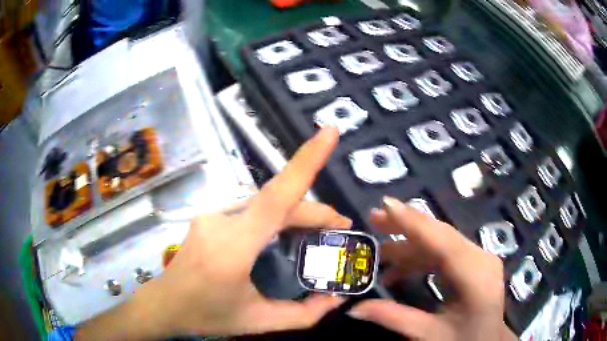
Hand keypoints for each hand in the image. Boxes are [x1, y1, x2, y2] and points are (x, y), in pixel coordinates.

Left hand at [76, 127, 350, 339]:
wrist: (163, 305)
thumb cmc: (206, 315)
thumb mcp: (258, 321)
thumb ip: (304, 315)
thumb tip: (338, 299)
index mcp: (233, 248)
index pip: (276, 197)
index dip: (305, 161)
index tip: (328, 132)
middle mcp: (221, 221)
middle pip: (278, 202)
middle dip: (314, 212)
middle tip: (340, 226)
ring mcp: (212, 214)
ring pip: (265, 205)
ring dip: (295, 214)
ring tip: (320, 229)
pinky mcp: (209, 215)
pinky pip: (251, 210)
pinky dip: (275, 218)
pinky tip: (284, 233)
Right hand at [348, 197, 516, 340]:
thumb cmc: (463, 340)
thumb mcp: (429, 334)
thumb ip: (394, 318)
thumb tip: (354, 308)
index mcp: (476, 276)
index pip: (443, 242)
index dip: (414, 223)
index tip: (387, 204)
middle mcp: (481, 258)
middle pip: (441, 235)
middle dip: (407, 225)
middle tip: (375, 218)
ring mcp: (479, 257)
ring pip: (441, 242)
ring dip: (411, 244)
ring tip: (381, 251)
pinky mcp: (474, 261)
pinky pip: (445, 252)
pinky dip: (421, 258)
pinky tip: (400, 270)